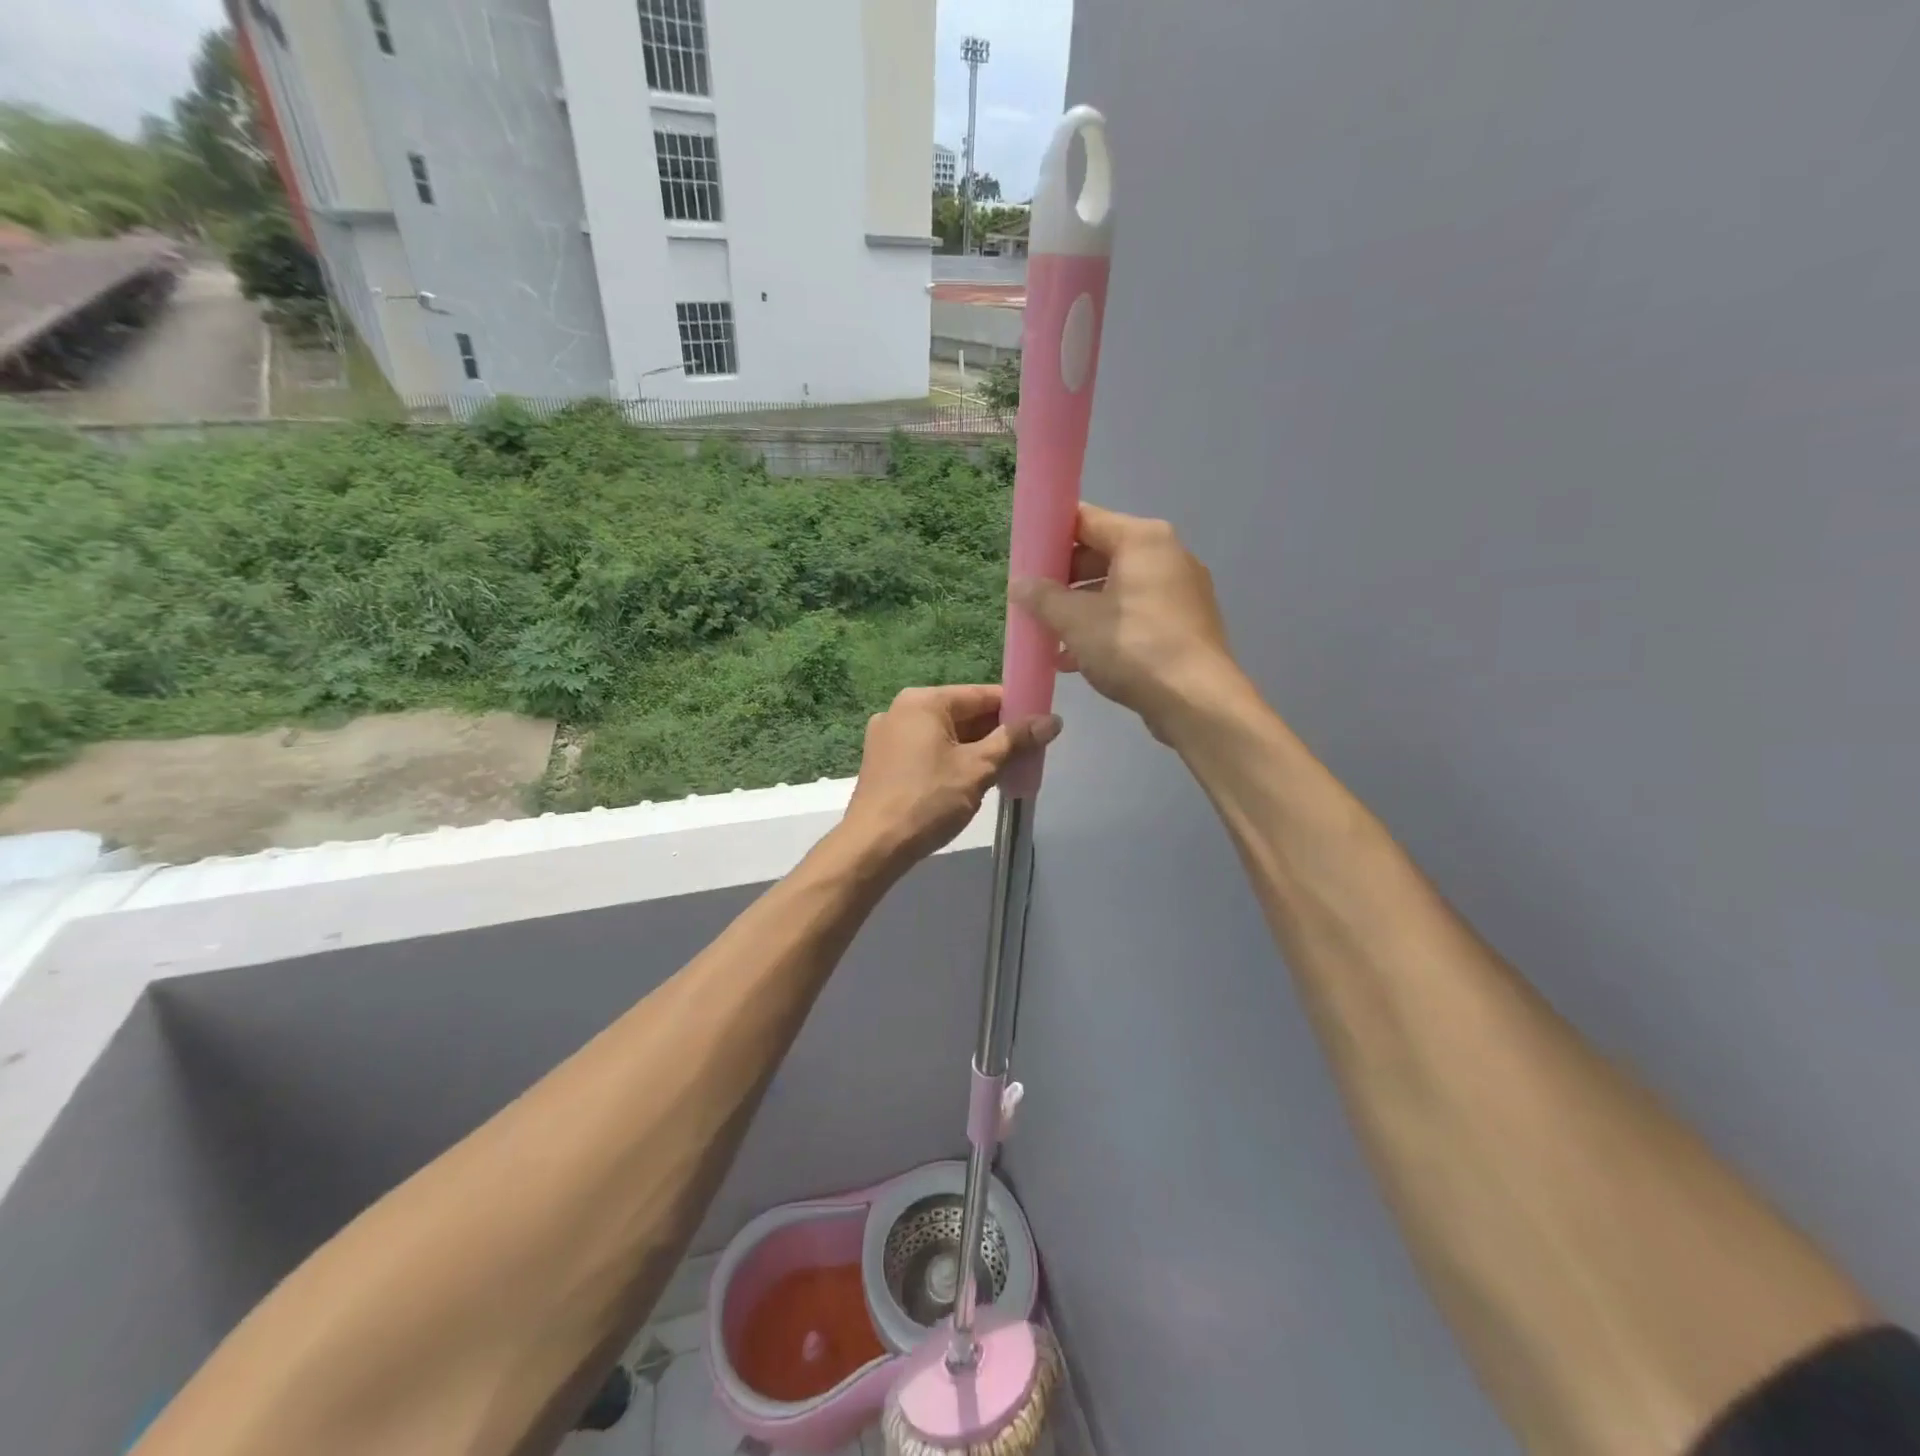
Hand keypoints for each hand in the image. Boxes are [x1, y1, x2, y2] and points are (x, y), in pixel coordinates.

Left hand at [841, 685, 1061, 867]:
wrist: (874, 846)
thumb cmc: (928, 800)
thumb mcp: (978, 768)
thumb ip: (1014, 740)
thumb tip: (1052, 720)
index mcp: (923, 701)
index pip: (981, 694)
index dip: (1015, 708)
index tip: (1042, 725)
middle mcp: (901, 710)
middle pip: (963, 713)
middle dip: (996, 732)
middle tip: (1029, 752)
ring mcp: (888, 736)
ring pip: (946, 735)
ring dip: (976, 749)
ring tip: (1007, 769)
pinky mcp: (883, 761)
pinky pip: (928, 750)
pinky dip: (952, 760)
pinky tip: (973, 781)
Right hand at [1009, 503, 1240, 741]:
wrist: (1197, 701)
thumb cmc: (1133, 648)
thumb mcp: (1076, 622)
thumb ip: (1043, 598)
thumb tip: (1018, 584)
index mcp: (1143, 539)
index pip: (1086, 519)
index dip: (1050, 536)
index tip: (1024, 557)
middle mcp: (1167, 555)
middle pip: (1102, 554)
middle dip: (1064, 580)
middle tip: (1033, 601)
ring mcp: (1181, 590)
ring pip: (1117, 588)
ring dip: (1081, 609)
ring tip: (1049, 636)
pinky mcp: (1185, 623)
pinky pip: (1136, 613)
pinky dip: (1106, 626)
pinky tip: (1075, 658)